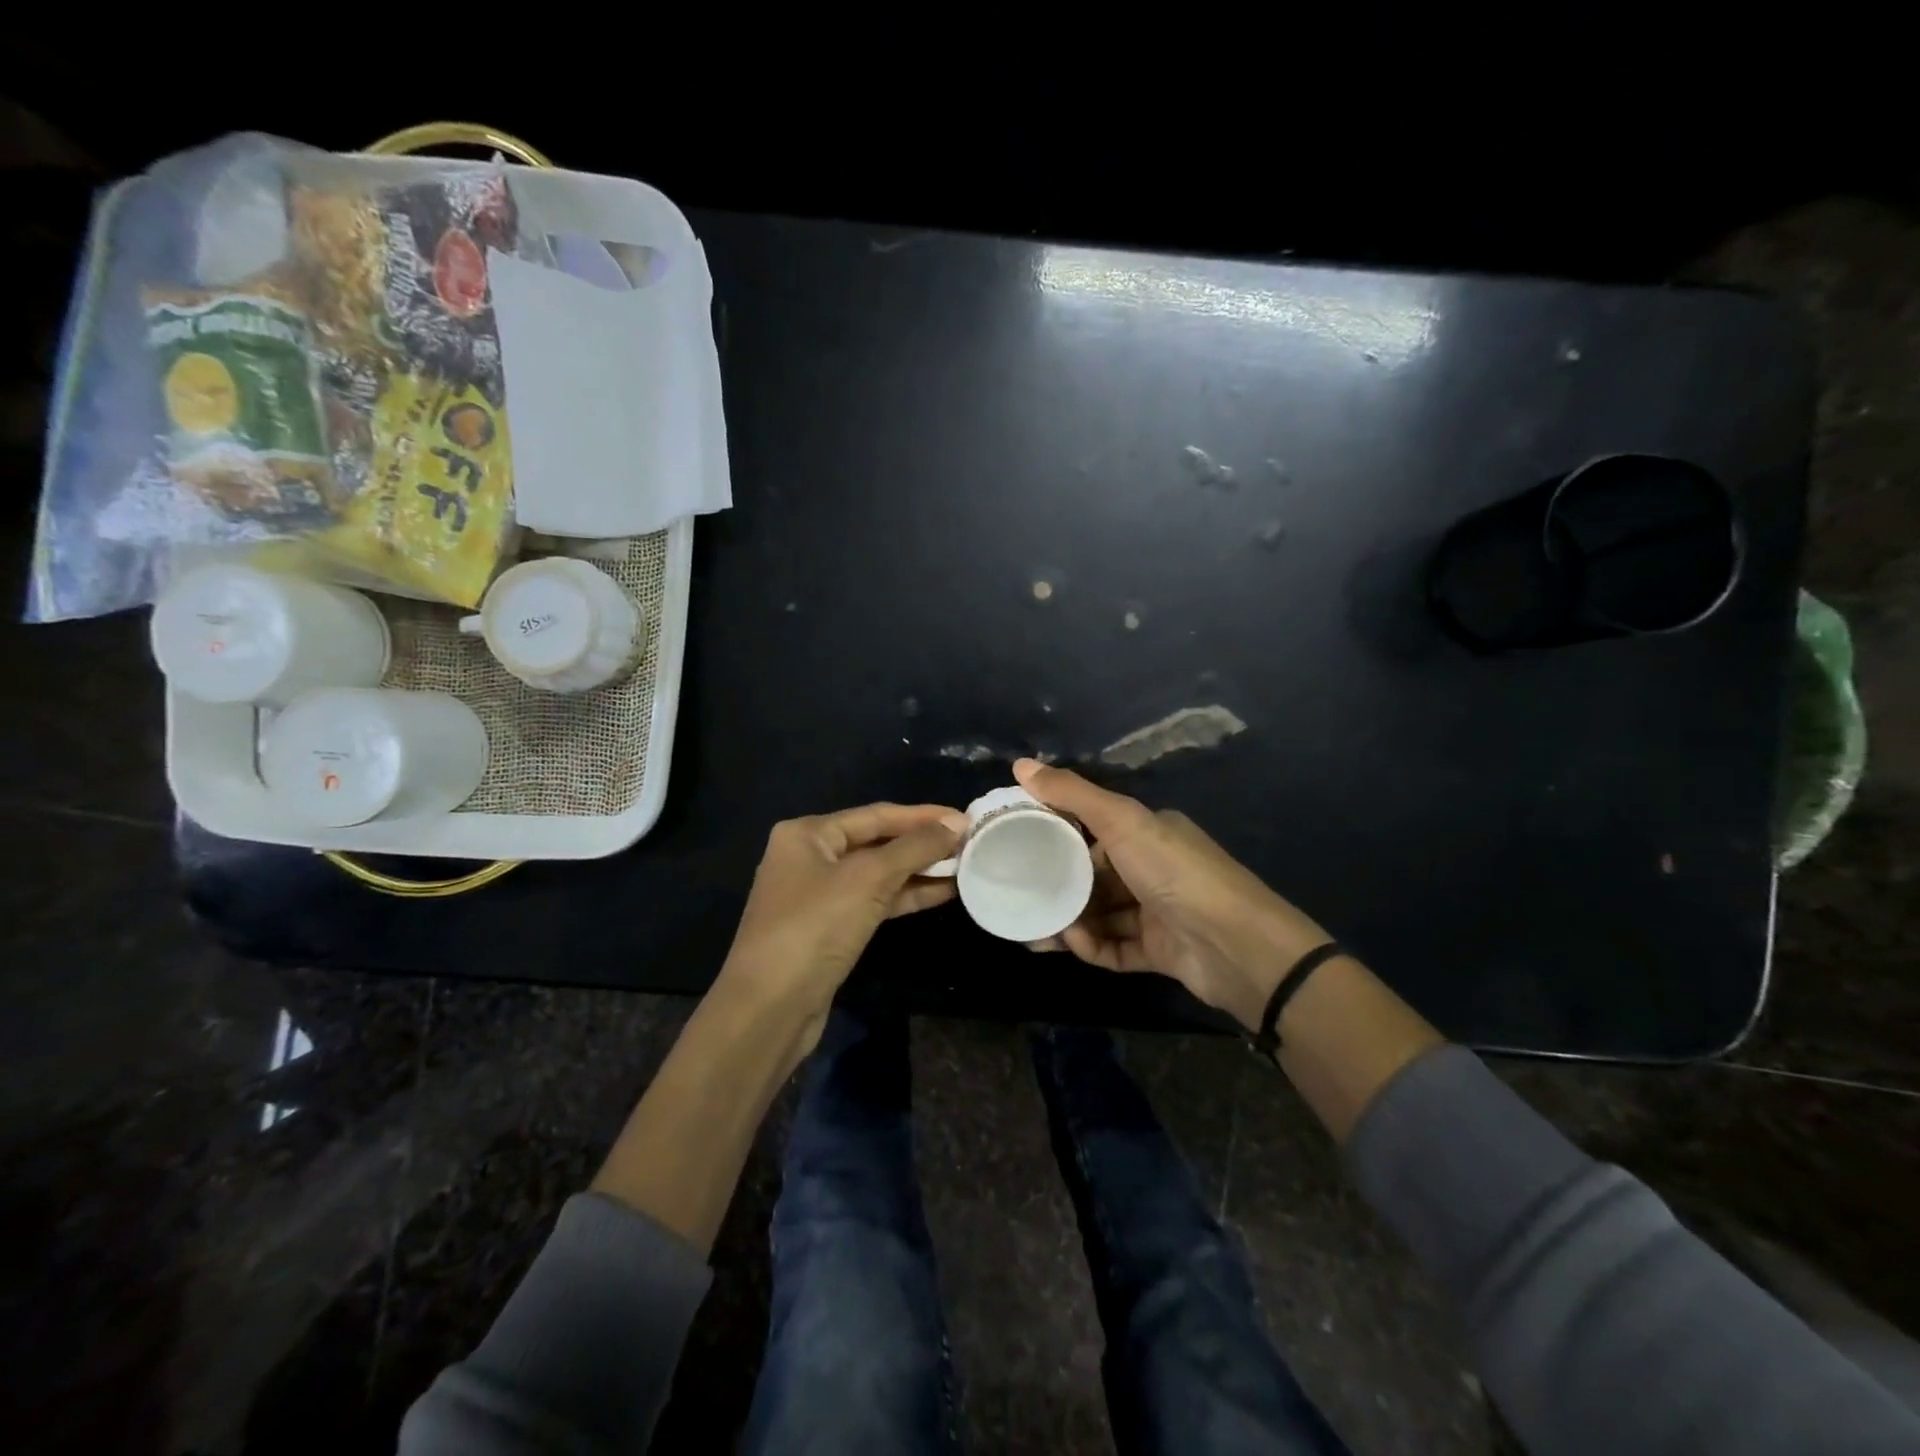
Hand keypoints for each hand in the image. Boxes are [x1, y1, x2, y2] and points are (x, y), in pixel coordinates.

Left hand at [720, 802, 965, 1047]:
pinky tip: (943, 893)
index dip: (923, 815)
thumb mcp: (868, 879)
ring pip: (879, 874)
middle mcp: (810, 857)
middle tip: (970, 842)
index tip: (966, 817)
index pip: (876, 815)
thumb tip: (957, 822)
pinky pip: (874, 901)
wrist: (770, 1008)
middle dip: (923, 843)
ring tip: (966, 865)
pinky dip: (906, 896)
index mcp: (808, 833)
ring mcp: (818, 895)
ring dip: (920, 871)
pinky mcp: (830, 928)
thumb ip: (915, 847)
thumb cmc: (815, 927)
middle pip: (877, 842)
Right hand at [1013, 759, 1329, 1030]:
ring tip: (1035, 931)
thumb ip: (1071, 794)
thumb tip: (1020, 763)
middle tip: (1020, 895)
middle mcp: (1154, 869)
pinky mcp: (1160, 952)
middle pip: (1095, 876)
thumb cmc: (1174, 872)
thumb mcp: (1121, 821)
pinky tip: (1072, 945)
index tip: (1021, 844)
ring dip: (1071, 922)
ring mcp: (1158, 912)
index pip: (1096, 831)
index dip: (1059, 837)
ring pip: (1102, 915)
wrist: (1236, 945)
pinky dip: (1093, 947)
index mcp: (1150, 833)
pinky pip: (1116, 948)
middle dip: (1059, 886)